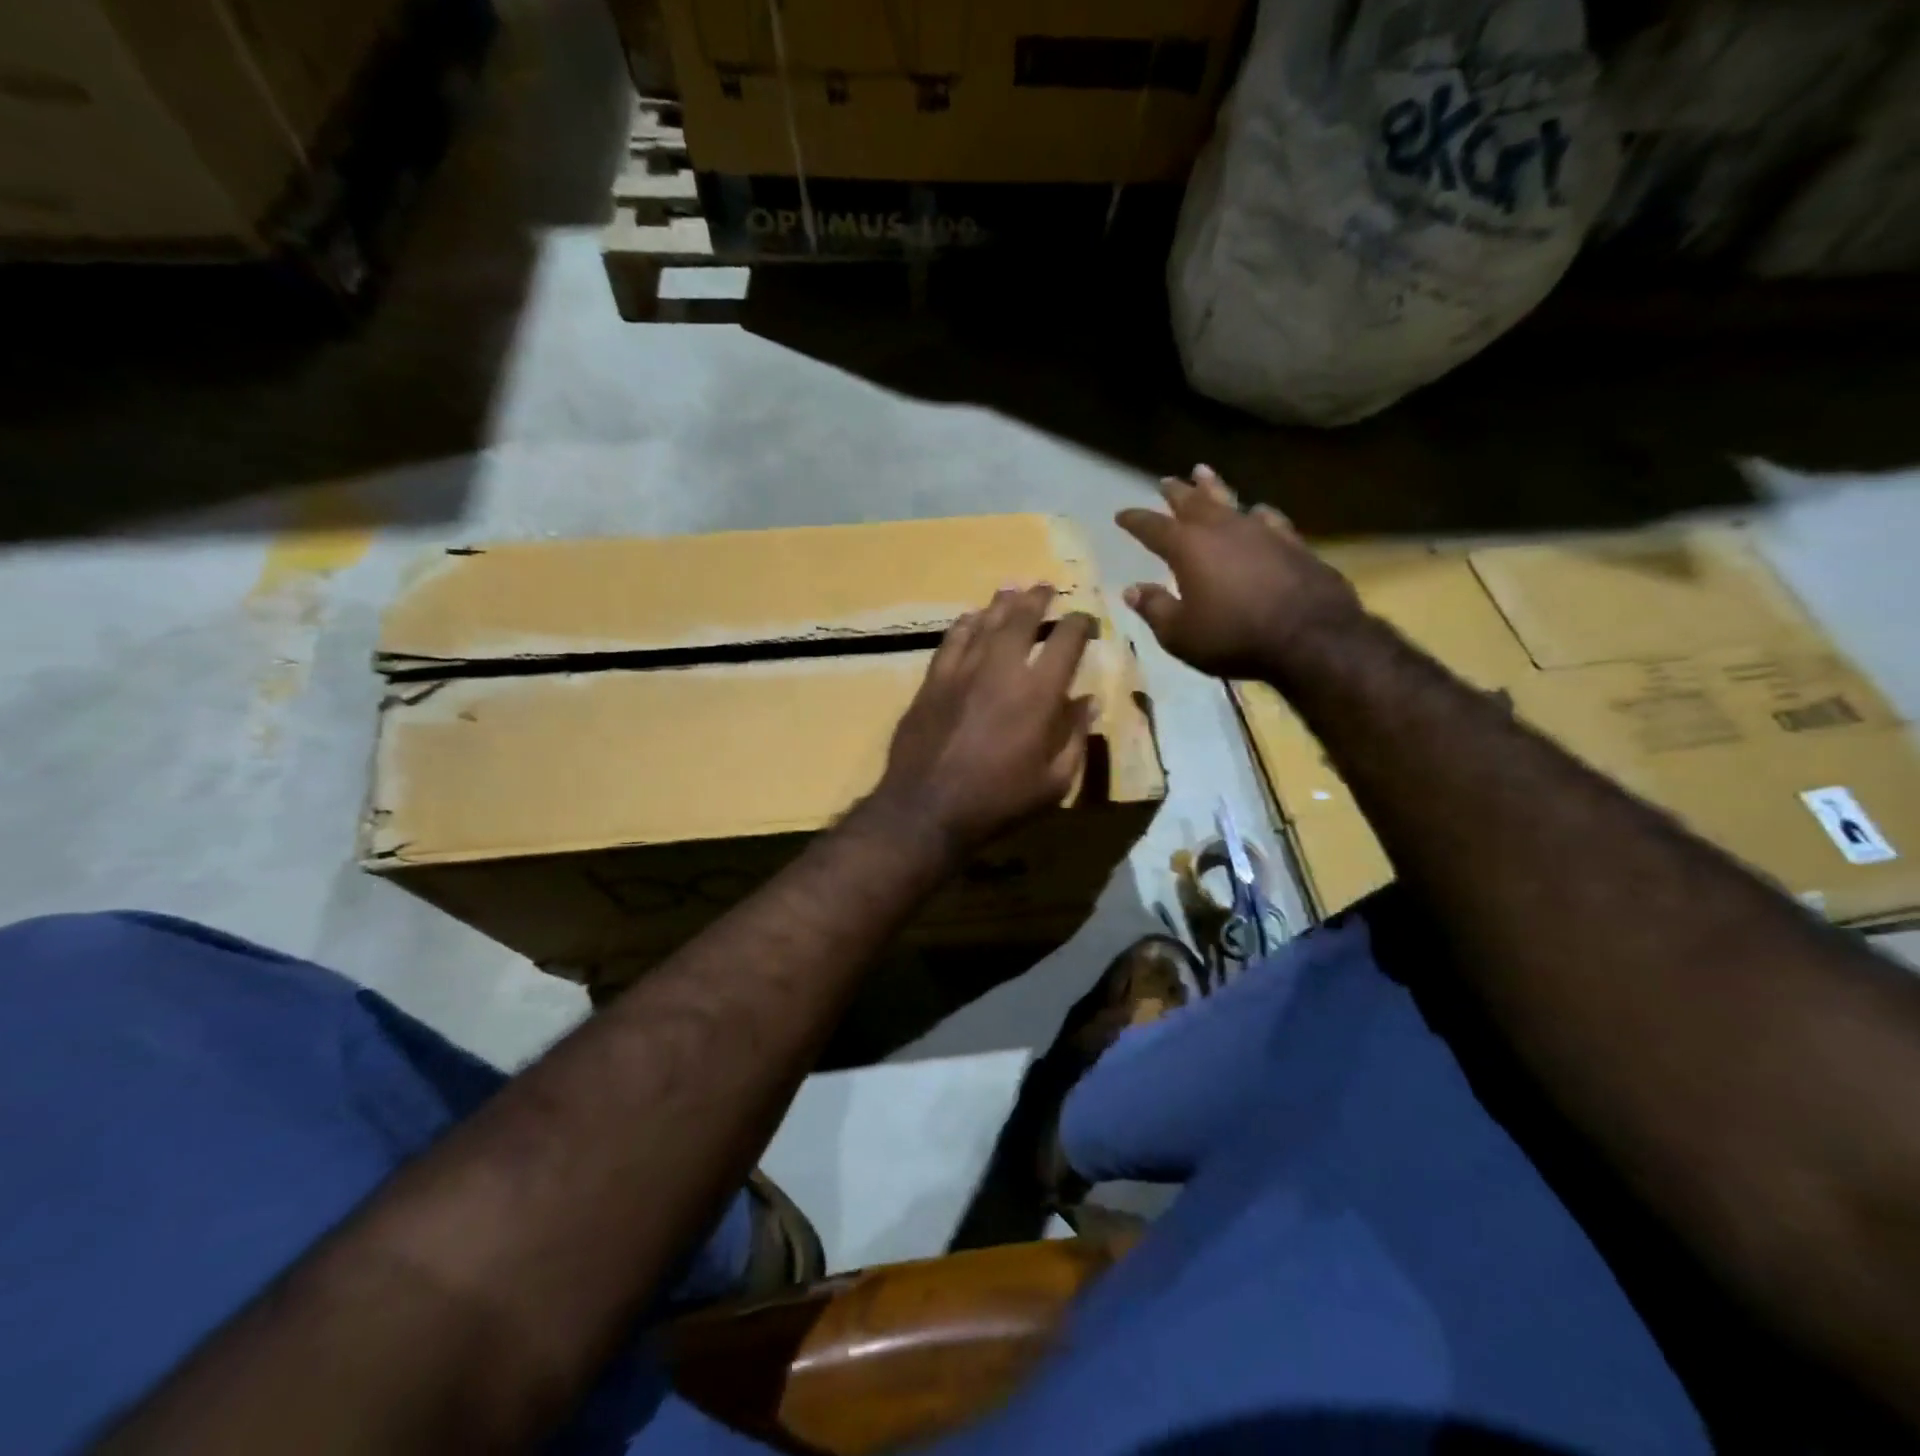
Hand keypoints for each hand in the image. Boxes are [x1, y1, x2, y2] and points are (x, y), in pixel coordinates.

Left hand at [866, 585, 1096, 859]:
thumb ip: (1075, 738)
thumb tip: (1090, 702)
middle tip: (1045, 587)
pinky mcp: (932, 680)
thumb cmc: (998, 802)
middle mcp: (1001, 669)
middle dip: (1038, 599)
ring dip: (1002, 604)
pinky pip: (951, 640)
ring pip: (985, 622)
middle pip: (1022, 618)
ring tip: (1012, 590)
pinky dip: (965, 624)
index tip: (1085, 619)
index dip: (1080, 624)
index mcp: (1038, 693)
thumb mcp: (1054, 783)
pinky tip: (971, 618)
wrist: (926, 808)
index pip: (1066, 641)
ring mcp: (962, 671)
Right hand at [1116, 465, 1361, 681]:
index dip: (1135, 520)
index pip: (1153, 527)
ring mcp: (1262, 532)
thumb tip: (1132, 590)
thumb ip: (1154, 608)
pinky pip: (1269, 519)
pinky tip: (1258, 511)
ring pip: (1231, 500)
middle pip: (1193, 502)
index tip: (1121, 514)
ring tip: (1203, 472)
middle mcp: (1223, 529)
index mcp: (1188, 548)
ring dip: (1214, 487)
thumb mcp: (1180, 634)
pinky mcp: (1293, 543)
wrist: (1311, 637)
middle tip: (1165, 481)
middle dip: (1175, 492)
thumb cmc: (1233, 637)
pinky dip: (1257, 513)